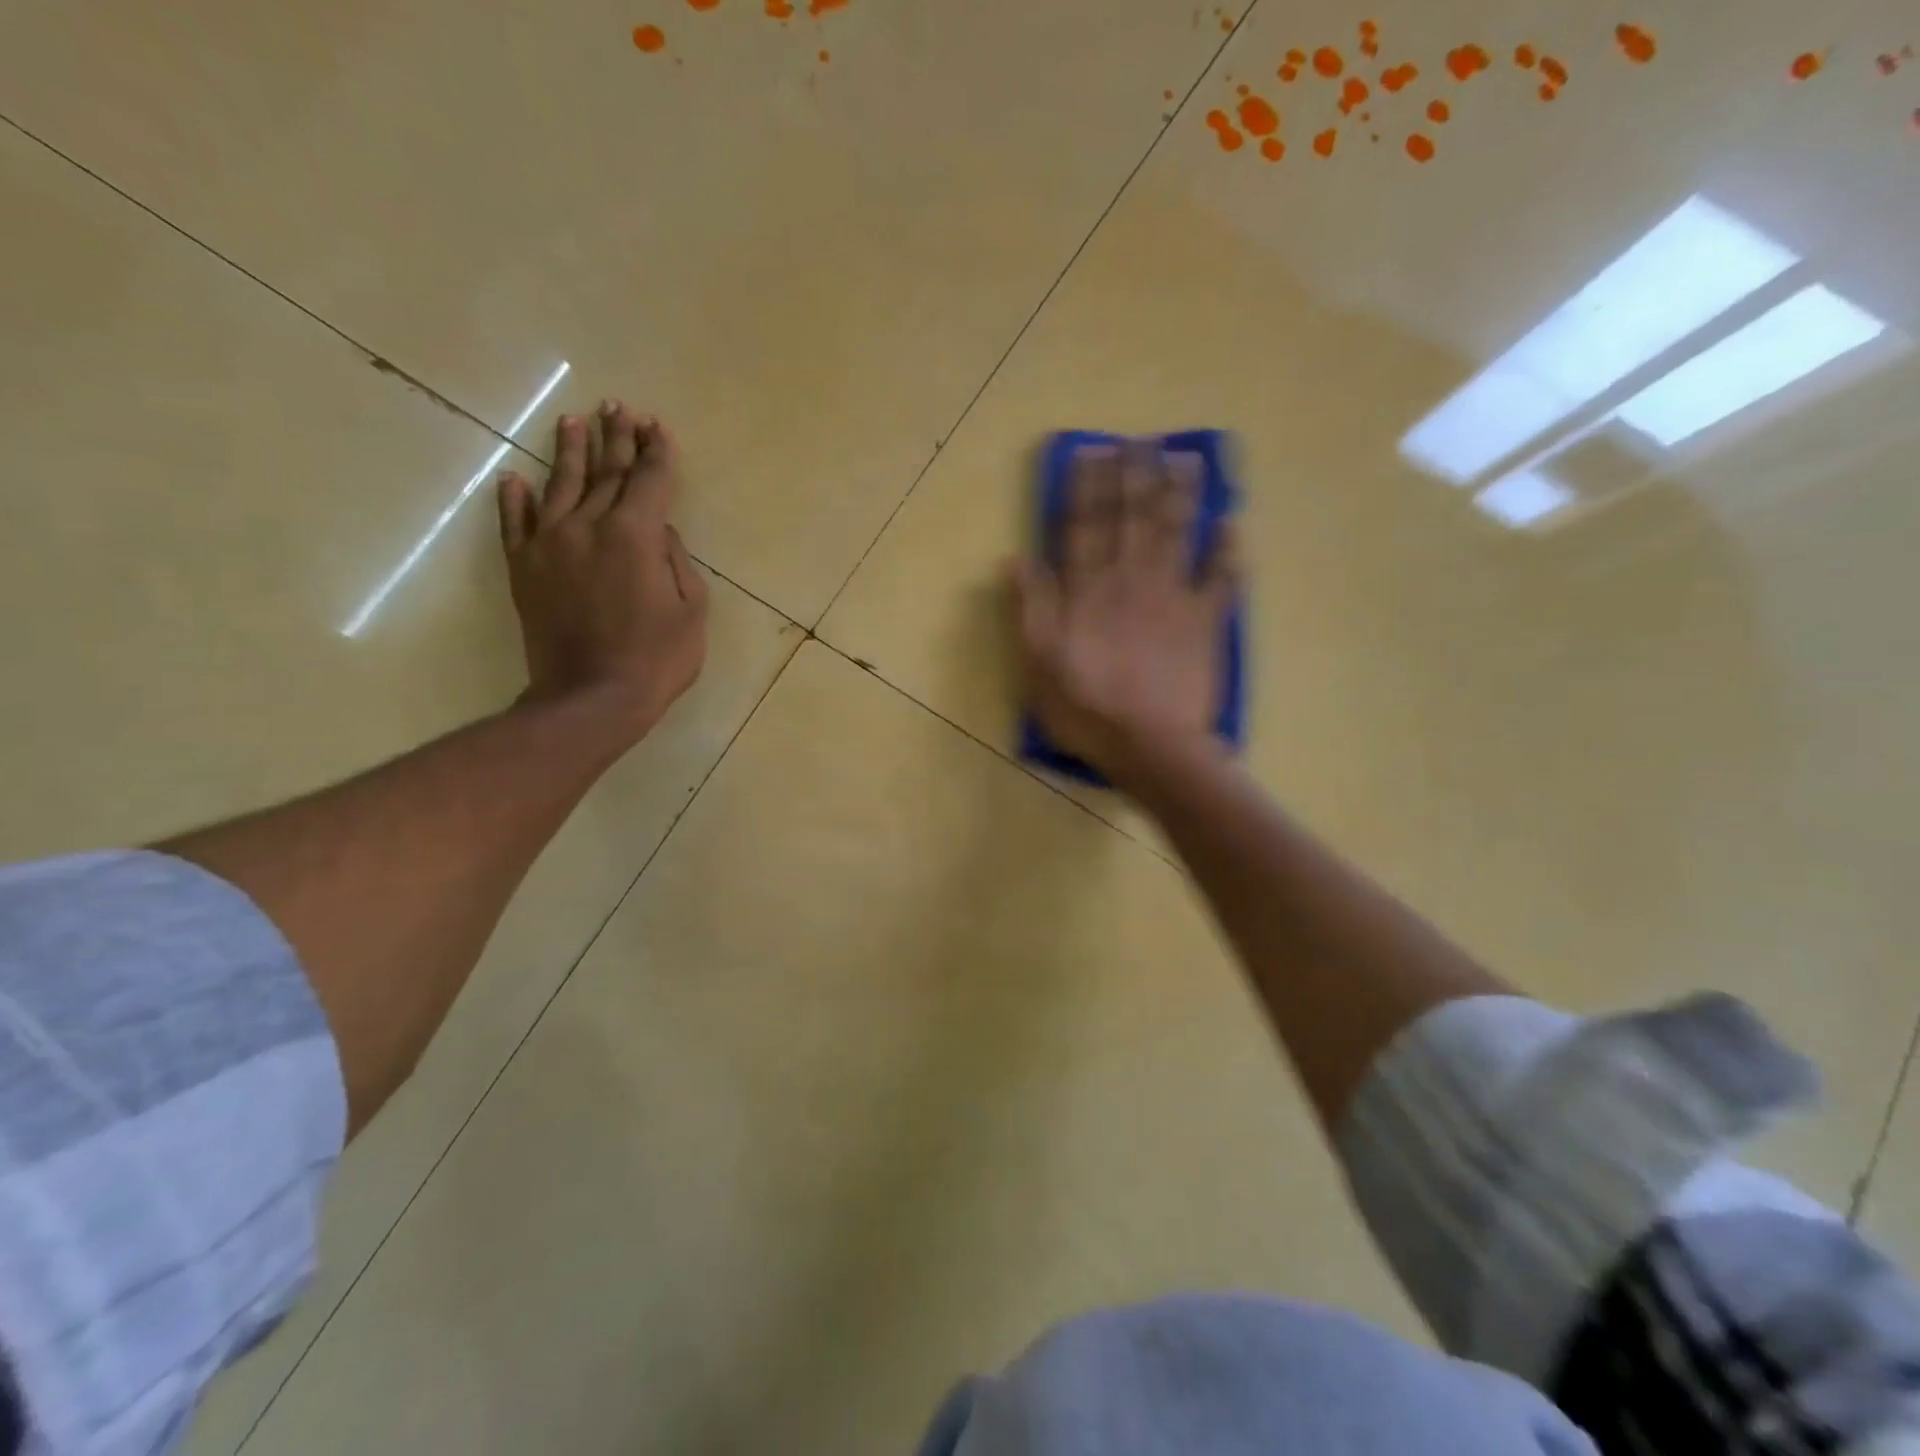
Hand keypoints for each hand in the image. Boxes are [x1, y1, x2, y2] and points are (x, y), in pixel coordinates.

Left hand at [497, 402, 708, 744]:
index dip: (656, 452)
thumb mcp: (691, 610)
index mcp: (636, 535)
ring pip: (560, 485)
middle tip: (619, 409)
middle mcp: (589, 526)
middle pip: (606, 473)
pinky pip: (514, 523)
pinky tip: (515, 479)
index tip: (657, 427)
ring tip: (575, 422)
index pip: (649, 480)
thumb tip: (659, 530)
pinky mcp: (523, 569)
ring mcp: (549, 545)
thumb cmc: (656, 658)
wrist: (590, 698)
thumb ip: (676, 560)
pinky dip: (514, 499)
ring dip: (570, 452)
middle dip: (617, 439)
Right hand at [1010, 441, 1237, 789]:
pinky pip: (1222, 579)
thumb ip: (1030, 607)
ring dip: (1181, 494)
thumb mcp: (1038, 663)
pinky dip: (1229, 550)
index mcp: (1088, 590)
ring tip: (1186, 457)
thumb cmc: (1086, 708)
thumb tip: (1016, 557)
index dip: (1087, 486)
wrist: (1150, 745)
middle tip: (1141, 439)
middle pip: (1133, 517)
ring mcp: (1174, 598)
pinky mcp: (1206, 622)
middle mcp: (1131, 580)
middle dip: (1135, 475)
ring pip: (1177, 534)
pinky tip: (1233, 522)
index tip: (1092, 450)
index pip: (1084, 525)